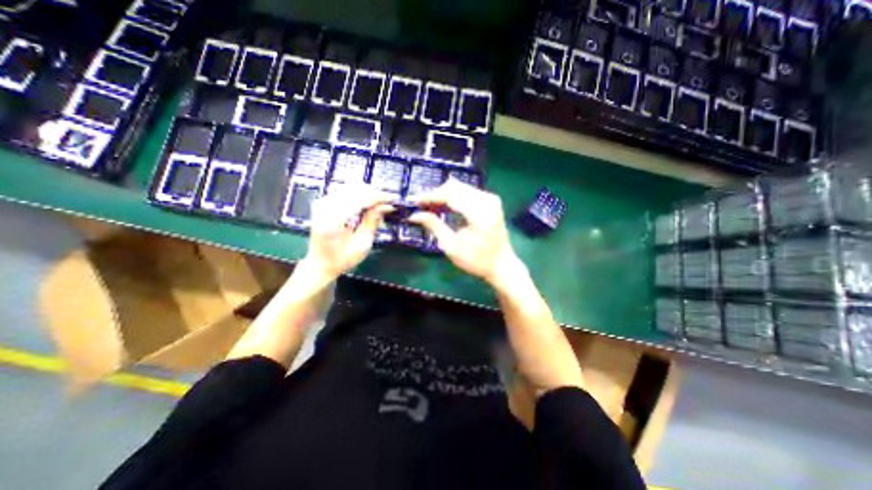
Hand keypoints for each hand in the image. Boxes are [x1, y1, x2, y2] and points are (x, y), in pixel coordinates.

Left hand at [302, 183, 393, 280]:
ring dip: (368, 194)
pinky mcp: (324, 202)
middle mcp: (325, 207)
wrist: (320, 263)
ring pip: (351, 188)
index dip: (378, 197)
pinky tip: (369, 204)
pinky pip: (346, 192)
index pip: (359, 199)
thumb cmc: (342, 258)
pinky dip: (360, 196)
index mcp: (332, 220)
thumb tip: (386, 206)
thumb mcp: (362, 245)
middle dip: (375, 194)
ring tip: (381, 203)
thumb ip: (372, 222)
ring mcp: (323, 202)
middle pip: (355, 190)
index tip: (393, 199)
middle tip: (389, 202)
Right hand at [411, 179, 523, 287]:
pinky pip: (466, 191)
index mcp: (480, 214)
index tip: (414, 201)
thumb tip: (415, 215)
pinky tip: (444, 207)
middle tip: (421, 206)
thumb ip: (434, 226)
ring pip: (459, 187)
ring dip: (443, 195)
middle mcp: (487, 200)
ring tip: (430, 208)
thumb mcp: (452, 247)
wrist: (502, 264)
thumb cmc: (477, 260)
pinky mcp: (490, 200)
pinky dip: (452, 197)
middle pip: (455, 186)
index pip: (450, 195)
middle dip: (435, 194)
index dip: (430, 196)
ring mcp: (490, 198)